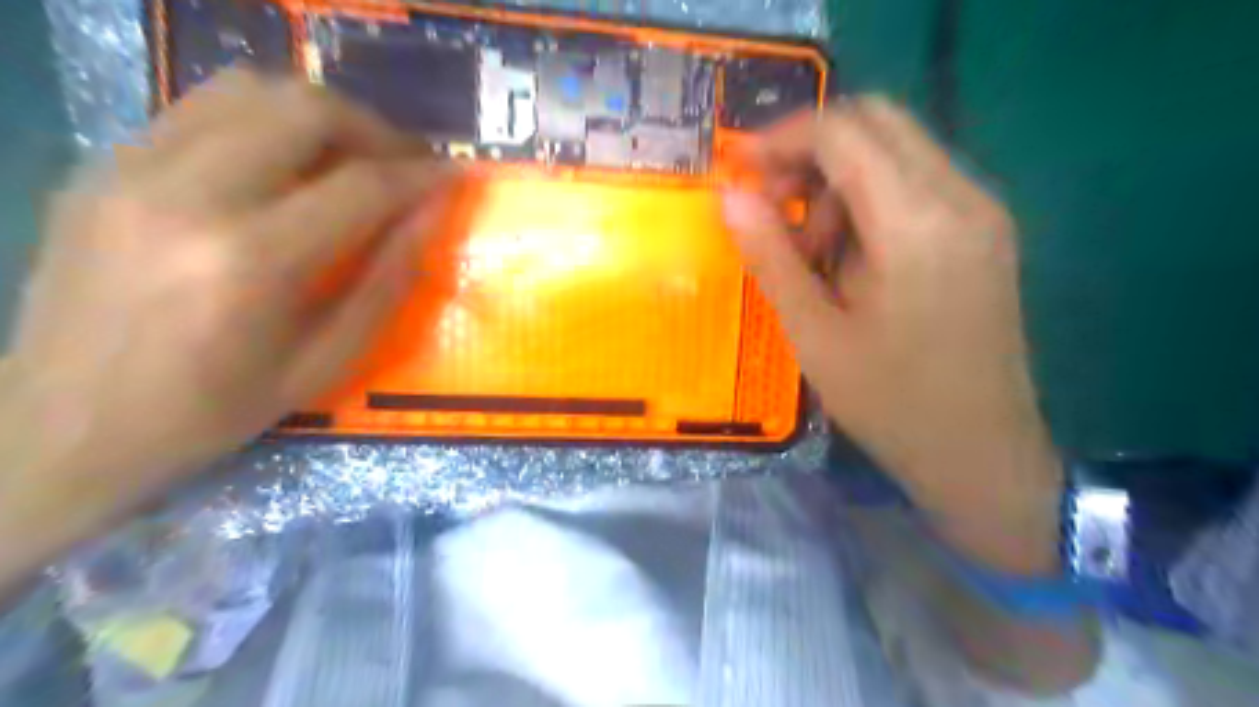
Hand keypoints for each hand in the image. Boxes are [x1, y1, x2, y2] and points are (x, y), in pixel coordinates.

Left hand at [0, 68, 461, 569]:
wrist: (62, 426)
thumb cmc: (213, 409)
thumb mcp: (324, 364)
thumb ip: (386, 283)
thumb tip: (430, 217)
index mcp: (252, 261)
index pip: (360, 185)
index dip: (419, 175)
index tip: (452, 175)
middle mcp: (189, 194)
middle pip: (304, 109)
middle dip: (374, 129)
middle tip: (402, 165)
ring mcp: (133, 168)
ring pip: (249, 89)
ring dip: (318, 114)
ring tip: (349, 157)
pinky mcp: (104, 164)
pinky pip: (201, 109)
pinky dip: (262, 122)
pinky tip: (283, 165)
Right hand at [729, 93, 1059, 574]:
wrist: (981, 454)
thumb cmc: (890, 403)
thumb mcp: (814, 333)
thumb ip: (771, 255)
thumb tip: (729, 196)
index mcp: (916, 224)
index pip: (843, 132)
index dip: (782, 138)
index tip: (739, 168)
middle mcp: (962, 197)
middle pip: (876, 122)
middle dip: (810, 150)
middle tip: (770, 203)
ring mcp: (982, 211)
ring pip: (897, 150)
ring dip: (840, 179)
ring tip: (811, 249)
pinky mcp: (985, 231)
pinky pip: (916, 183)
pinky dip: (870, 199)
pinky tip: (848, 256)